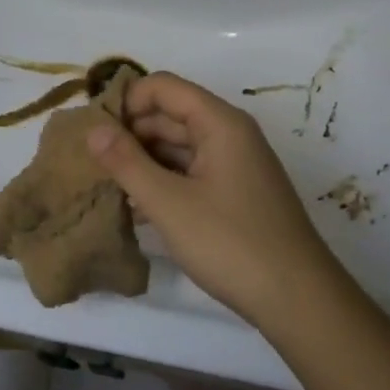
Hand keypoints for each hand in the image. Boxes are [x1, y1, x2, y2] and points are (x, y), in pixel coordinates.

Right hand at [87, 72, 335, 326]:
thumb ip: (126, 162)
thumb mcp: (168, 203)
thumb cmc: (231, 243)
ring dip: (142, 161)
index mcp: (220, 123)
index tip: (95, 133)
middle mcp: (229, 135)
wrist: (298, 302)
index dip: (126, 102)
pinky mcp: (234, 194)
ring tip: (107, 186)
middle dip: (129, 133)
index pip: (162, 87)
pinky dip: (161, 182)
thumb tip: (92, 129)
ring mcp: (233, 165)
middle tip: (92, 163)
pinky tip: (135, 208)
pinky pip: (189, 172)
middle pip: (169, 115)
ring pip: (176, 146)